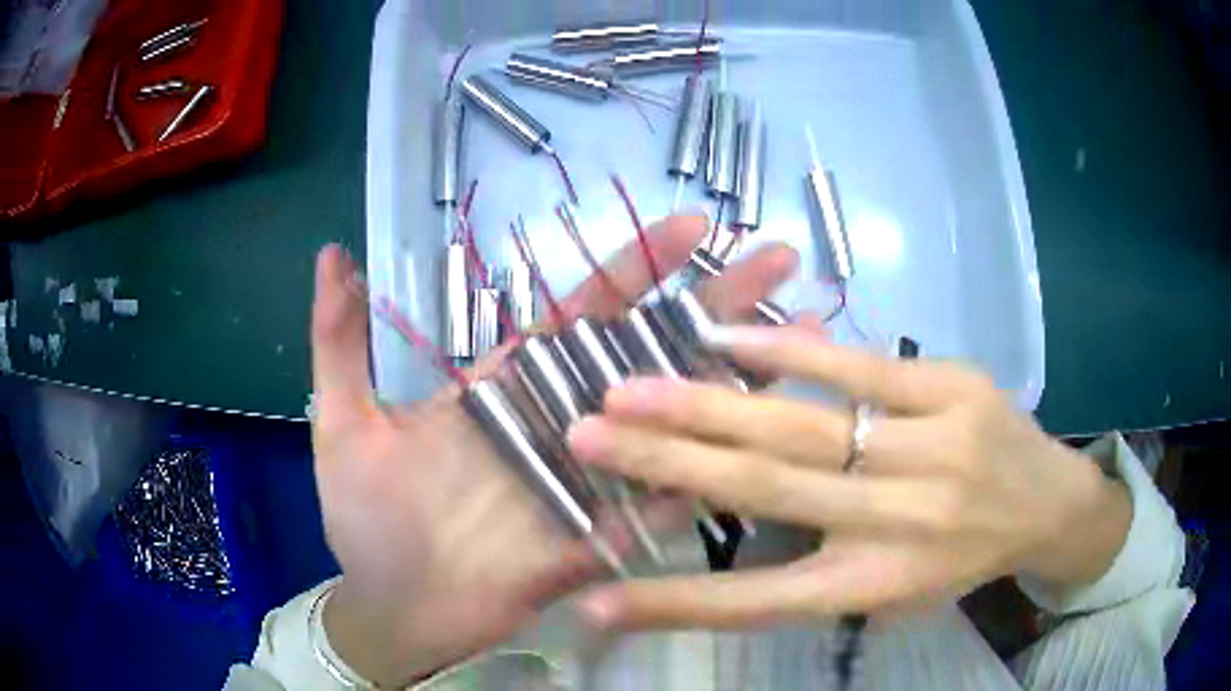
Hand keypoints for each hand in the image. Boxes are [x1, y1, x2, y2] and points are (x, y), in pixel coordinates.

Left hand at [309, 216, 799, 683]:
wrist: (391, 606)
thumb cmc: (365, 519)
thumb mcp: (343, 421)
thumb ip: (340, 339)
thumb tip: (333, 255)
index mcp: (509, 387)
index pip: (587, 310)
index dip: (640, 265)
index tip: (693, 225)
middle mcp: (563, 422)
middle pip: (653, 351)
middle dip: (720, 304)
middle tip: (781, 263)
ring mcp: (589, 482)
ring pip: (674, 421)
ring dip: (737, 382)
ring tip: (804, 337)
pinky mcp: (600, 540)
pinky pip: (660, 505)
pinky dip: (709, 475)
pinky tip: (766, 440)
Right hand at [567, 325, 1132, 629]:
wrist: (1051, 504)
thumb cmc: (964, 557)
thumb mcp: (897, 589)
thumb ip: (820, 570)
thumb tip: (728, 547)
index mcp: (879, 581)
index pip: (760, 600)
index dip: (674, 603)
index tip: (596, 600)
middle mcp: (899, 521)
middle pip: (766, 490)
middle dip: (665, 465)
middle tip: (584, 436)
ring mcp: (930, 448)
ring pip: (802, 425)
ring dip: (707, 406)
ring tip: (632, 388)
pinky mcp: (952, 388)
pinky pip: (860, 367)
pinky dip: (787, 354)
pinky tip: (725, 339)